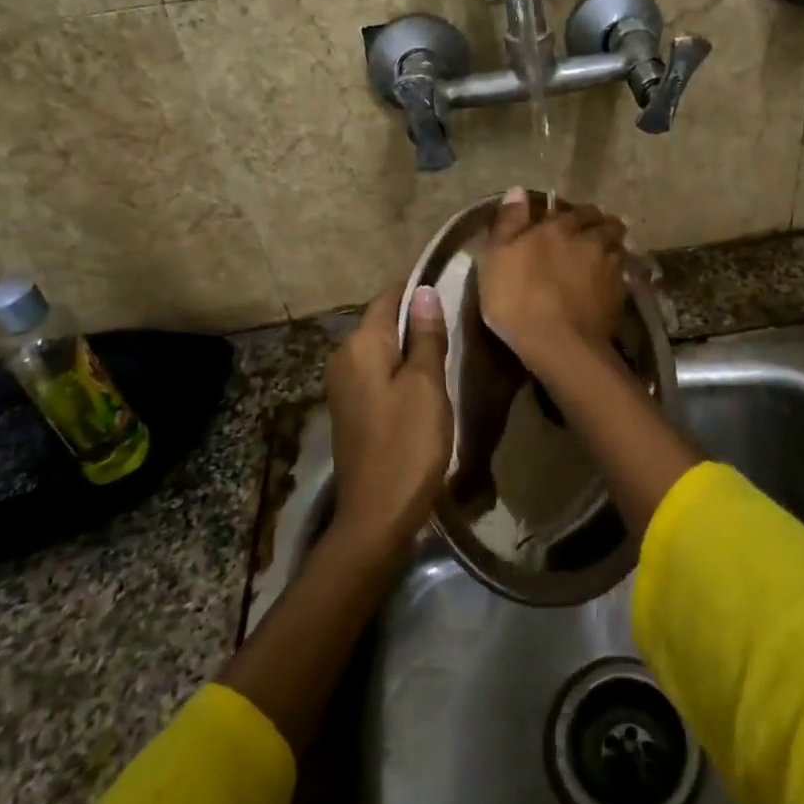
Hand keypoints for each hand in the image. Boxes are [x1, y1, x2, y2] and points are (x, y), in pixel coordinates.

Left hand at [324, 285, 451, 554]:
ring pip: (383, 348)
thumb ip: (426, 335)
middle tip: (459, 325)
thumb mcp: (426, 384)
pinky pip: (379, 372)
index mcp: (361, 345)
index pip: (389, 296)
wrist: (377, 514)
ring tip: (449, 352)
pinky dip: (402, 370)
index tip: (453, 290)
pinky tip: (427, 384)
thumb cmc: (408, 444)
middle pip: (384, 321)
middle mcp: (344, 357)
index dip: (420, 289)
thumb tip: (424, 290)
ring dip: (412, 347)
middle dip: (418, 319)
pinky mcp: (352, 408)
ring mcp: (344, 384)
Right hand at [475, 186, 628, 367]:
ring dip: (610, 248)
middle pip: (605, 223)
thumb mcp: (496, 257)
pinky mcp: (621, 294)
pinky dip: (614, 275)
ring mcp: (610, 266)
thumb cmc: (517, 298)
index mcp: (560, 226)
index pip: (575, 209)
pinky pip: (621, 275)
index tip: (565, 223)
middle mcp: (591, 239)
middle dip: (598, 226)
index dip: (572, 215)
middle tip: (587, 237)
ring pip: (618, 247)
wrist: (558, 344)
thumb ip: (509, 222)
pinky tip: (604, 287)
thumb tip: (518, 190)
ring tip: (599, 261)